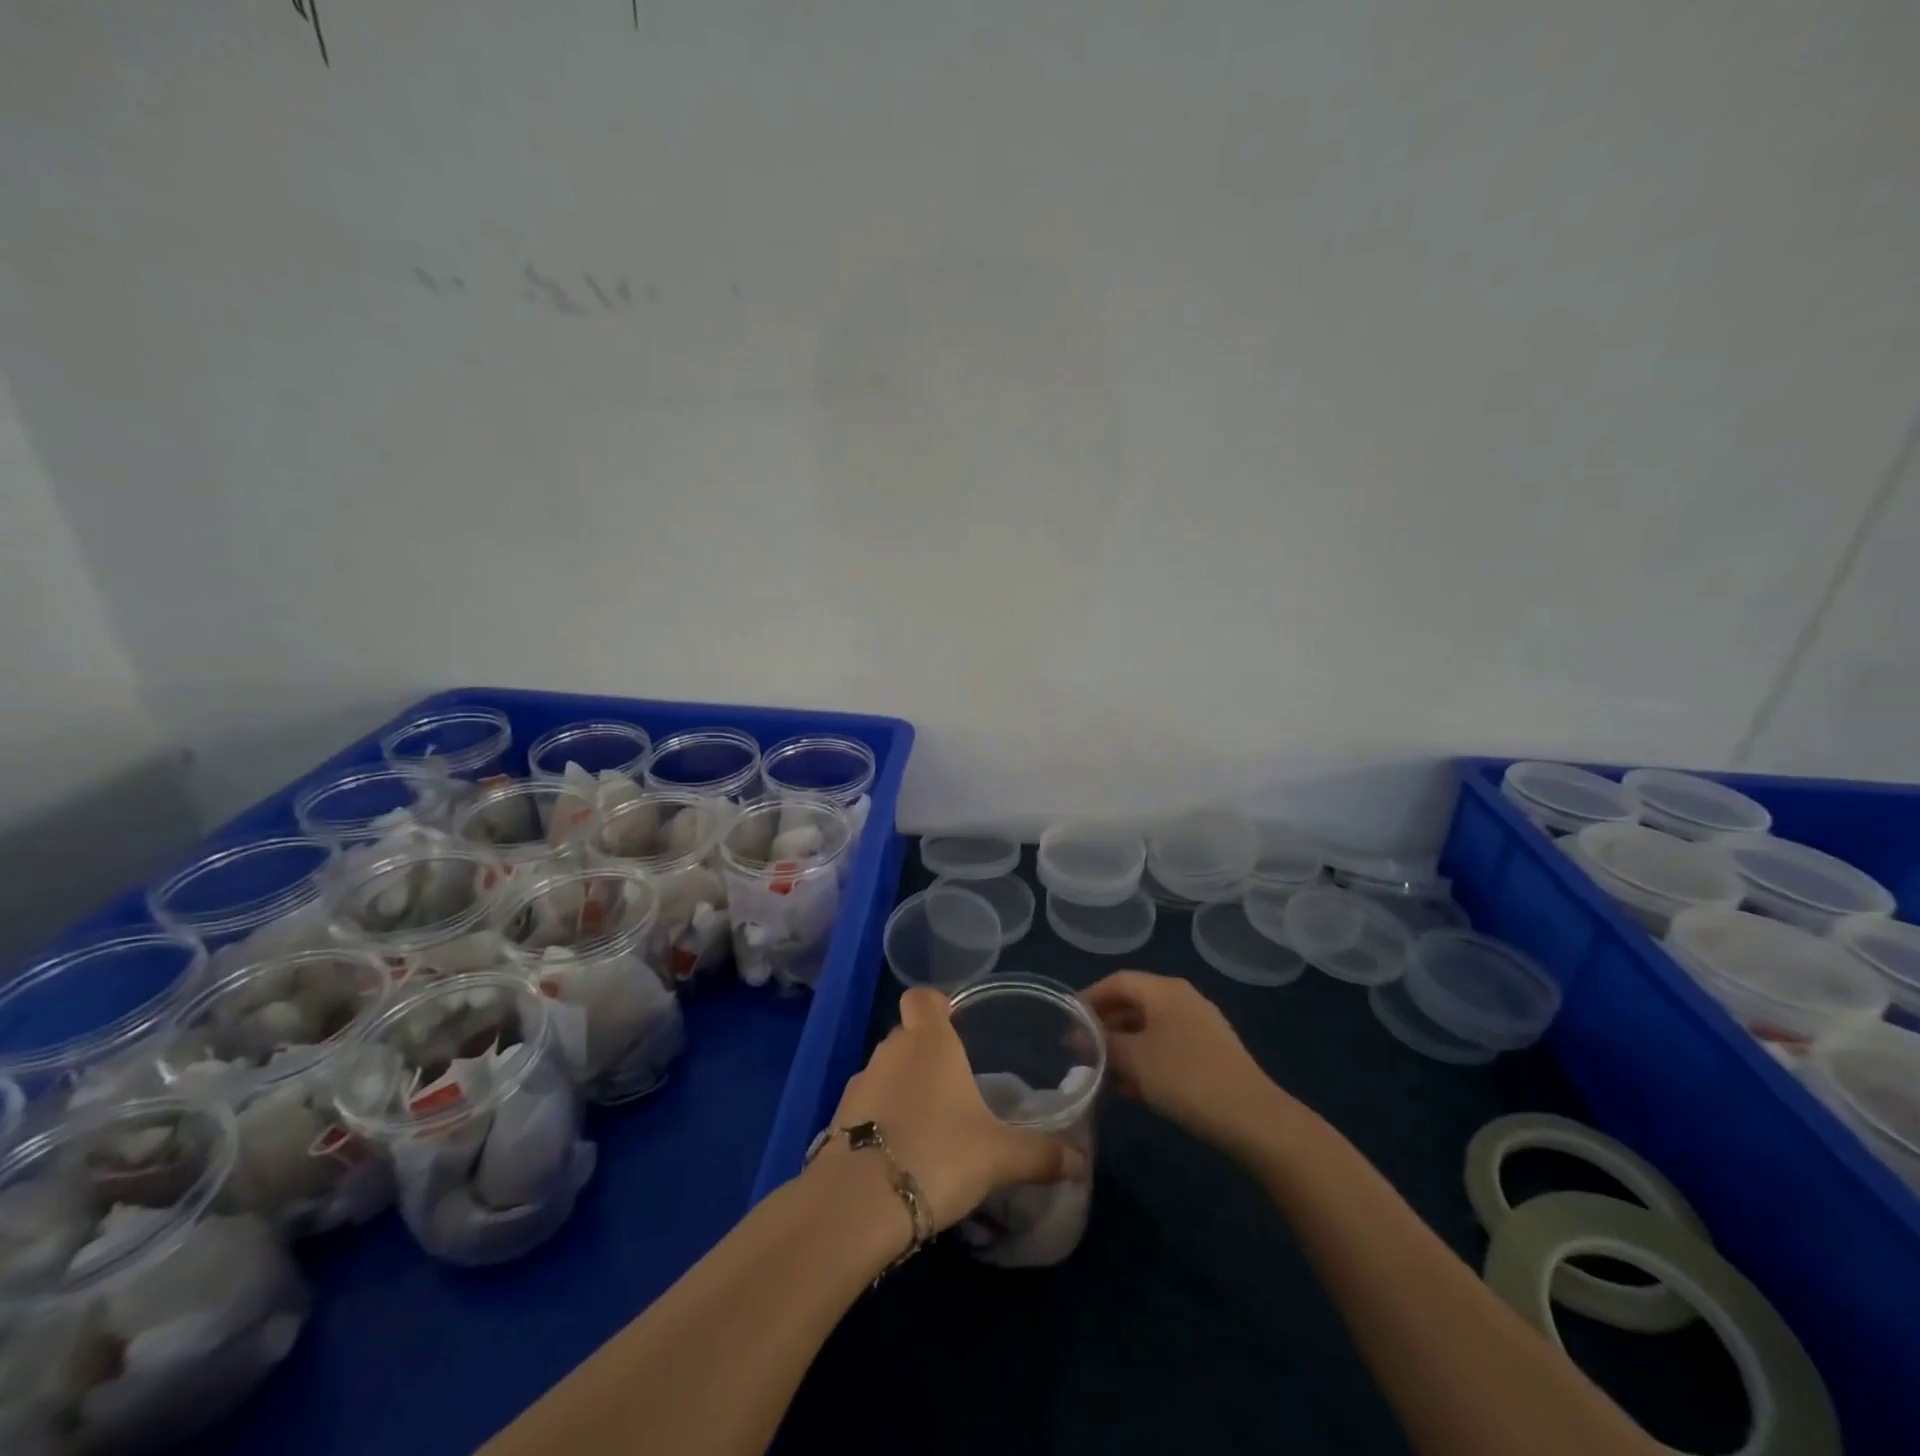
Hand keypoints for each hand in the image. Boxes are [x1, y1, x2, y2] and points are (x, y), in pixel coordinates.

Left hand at [819, 988, 1087, 1230]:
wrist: (859, 1202)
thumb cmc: (938, 1153)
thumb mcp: (999, 1156)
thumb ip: (1039, 1154)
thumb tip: (1080, 1162)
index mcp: (928, 1041)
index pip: (922, 997)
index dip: (936, 1004)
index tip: (954, 1023)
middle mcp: (891, 1051)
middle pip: (906, 1034)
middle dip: (926, 1052)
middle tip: (954, 1085)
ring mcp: (860, 1083)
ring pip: (885, 1070)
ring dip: (902, 1088)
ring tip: (930, 1124)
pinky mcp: (837, 1119)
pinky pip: (866, 1106)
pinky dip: (881, 1119)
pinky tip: (900, 1152)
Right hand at [1084, 970, 1297, 1155]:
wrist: (1251, 1118)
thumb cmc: (1184, 1077)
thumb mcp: (1133, 1059)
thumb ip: (1103, 1043)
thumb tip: (1083, 1037)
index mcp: (1164, 989)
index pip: (1117, 981)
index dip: (1089, 998)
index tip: (1067, 1021)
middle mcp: (1182, 999)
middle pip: (1133, 1003)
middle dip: (1105, 1025)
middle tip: (1081, 1048)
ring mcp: (1200, 1026)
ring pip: (1149, 1028)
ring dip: (1124, 1047)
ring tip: (1101, 1073)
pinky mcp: (1211, 1054)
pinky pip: (1167, 1047)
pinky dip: (1145, 1061)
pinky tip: (1132, 1089)